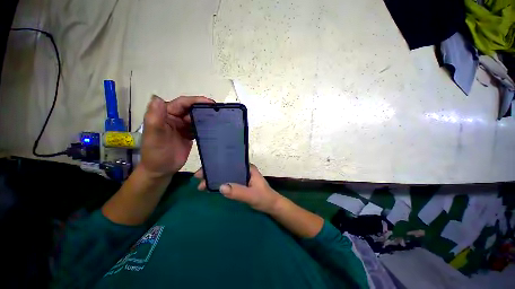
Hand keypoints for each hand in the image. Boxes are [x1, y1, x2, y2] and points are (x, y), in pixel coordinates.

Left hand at [140, 95, 213, 178]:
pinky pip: (199, 126)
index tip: (210, 102)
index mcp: (165, 114)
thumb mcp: (154, 136)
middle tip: (217, 110)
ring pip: (196, 117)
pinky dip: (206, 126)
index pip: (182, 103)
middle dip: (203, 107)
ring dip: (206, 116)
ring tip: (218, 117)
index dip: (195, 101)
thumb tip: (157, 97)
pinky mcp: (189, 134)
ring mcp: (183, 126)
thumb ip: (155, 118)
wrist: (162, 170)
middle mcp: (175, 117)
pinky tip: (213, 127)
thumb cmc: (156, 153)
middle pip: (191, 109)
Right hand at [195, 165, 283, 213]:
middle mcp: (244, 170)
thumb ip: (238, 192)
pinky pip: (228, 181)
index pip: (229, 163)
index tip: (203, 171)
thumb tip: (220, 187)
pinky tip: (211, 187)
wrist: (272, 206)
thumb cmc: (264, 198)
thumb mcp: (252, 196)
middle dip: (212, 172)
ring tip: (201, 185)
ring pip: (226, 174)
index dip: (216, 165)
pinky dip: (219, 183)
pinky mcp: (241, 184)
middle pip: (226, 168)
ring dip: (214, 178)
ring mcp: (242, 176)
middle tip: (198, 178)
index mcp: (247, 168)